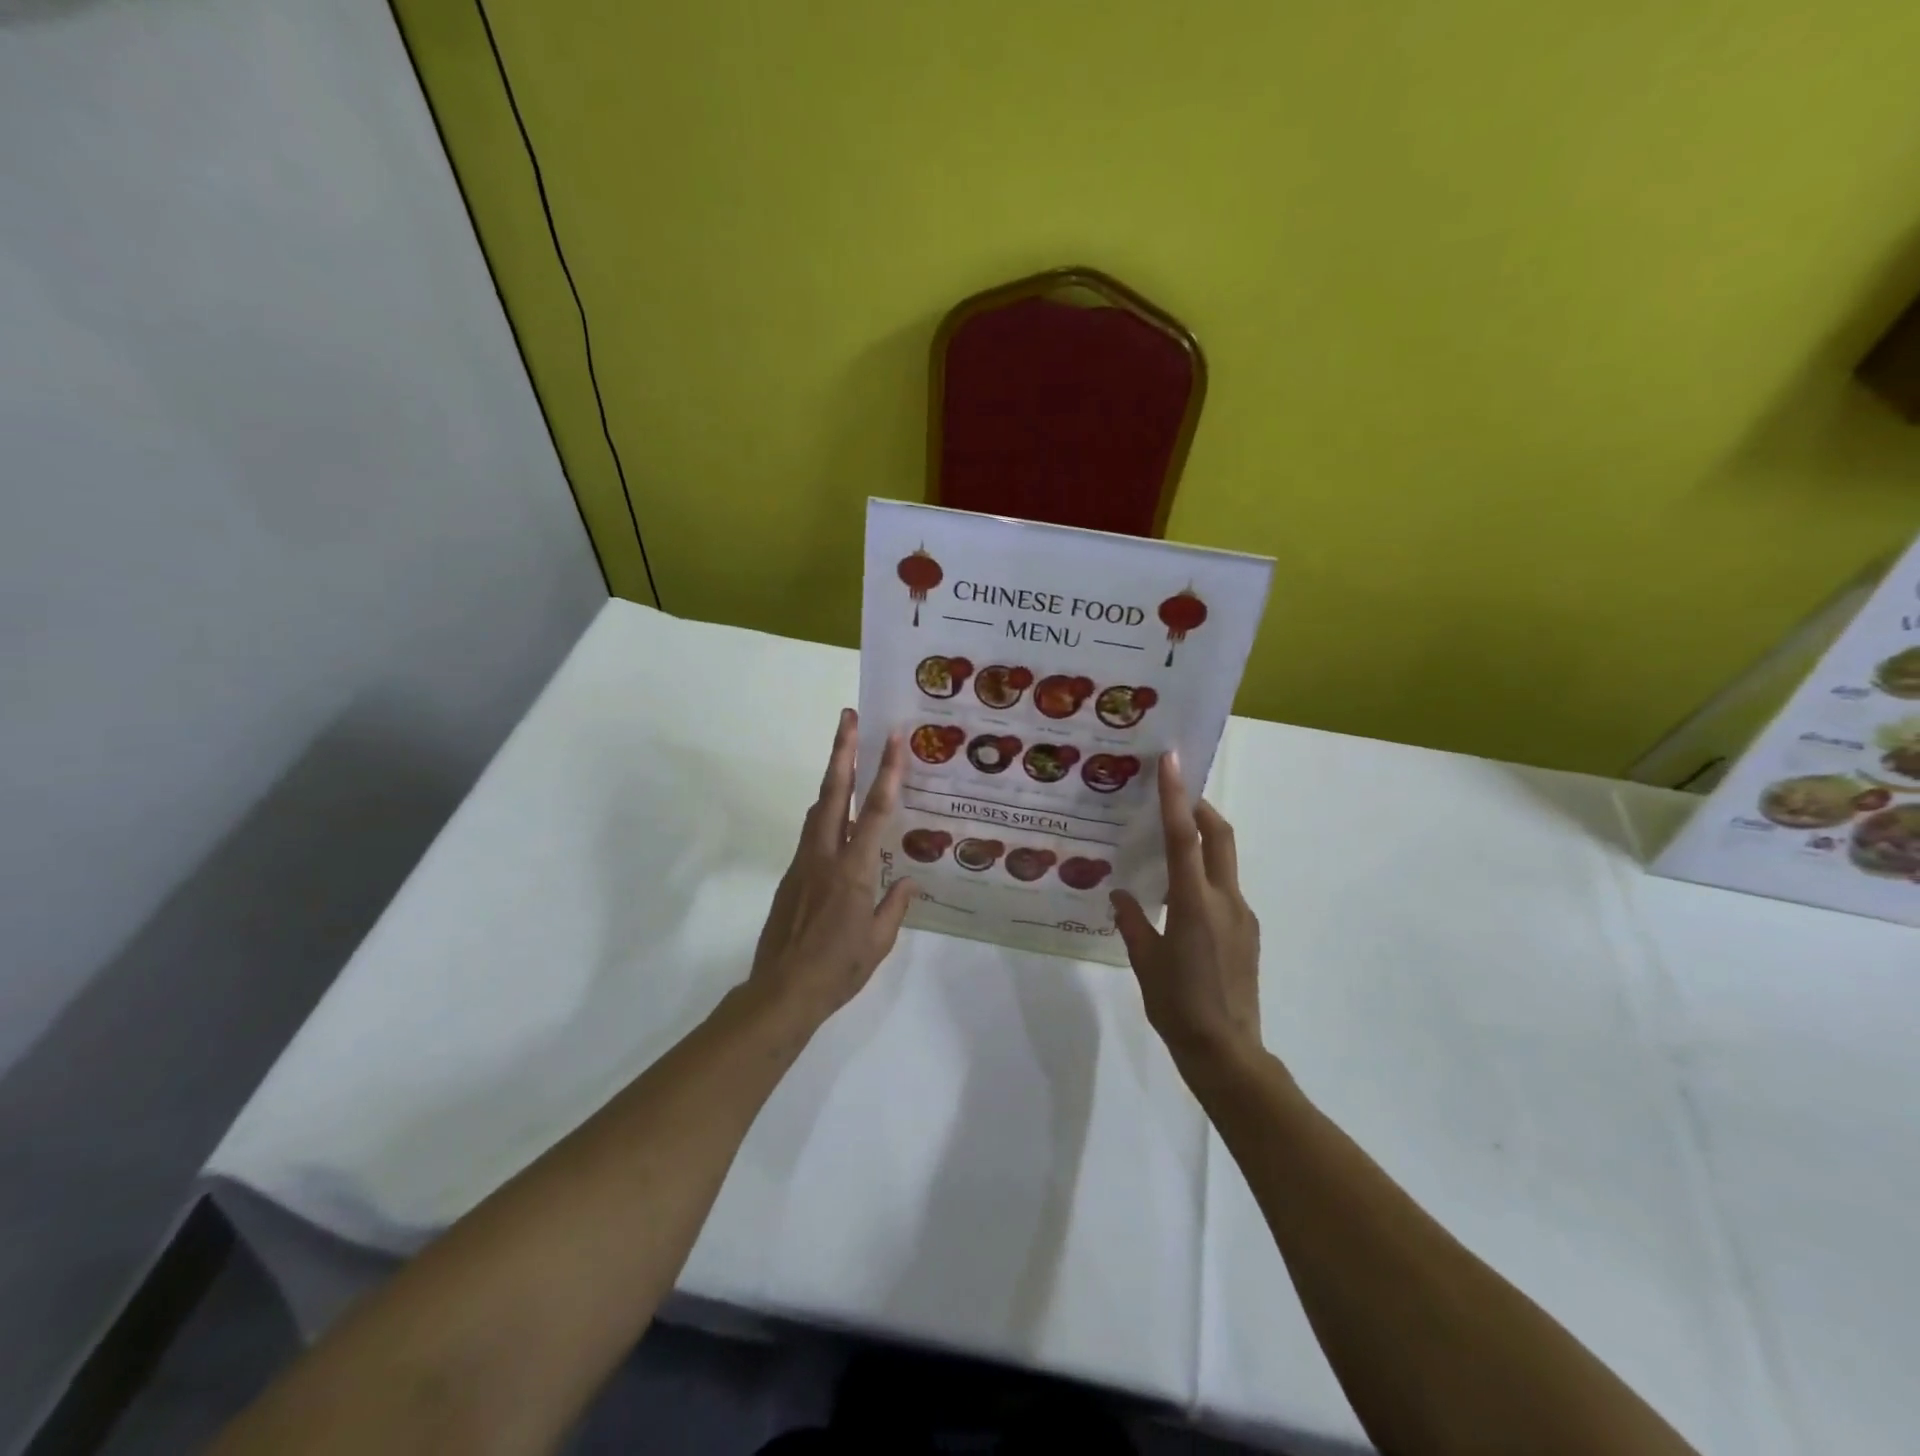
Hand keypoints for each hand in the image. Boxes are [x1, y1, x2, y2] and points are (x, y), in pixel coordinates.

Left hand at [749, 709, 915, 1029]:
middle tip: (848, 717)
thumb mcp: (879, 942)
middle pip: (835, 792)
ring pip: (819, 808)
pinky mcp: (791, 874)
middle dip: (842, 751)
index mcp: (854, 870)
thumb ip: (895, 906)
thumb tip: (909, 881)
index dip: (887, 771)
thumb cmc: (838, 969)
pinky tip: (839, 815)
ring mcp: (804, 862)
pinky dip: (827, 811)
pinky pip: (813, 832)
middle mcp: (826, 855)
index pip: (876, 811)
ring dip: (833, 776)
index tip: (893, 738)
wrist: (782, 991)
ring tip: (845, 752)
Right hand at [1112, 751, 1261, 1069]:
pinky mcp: (1247, 932)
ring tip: (1168, 847)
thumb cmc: (1178, 1007)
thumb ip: (1133, 922)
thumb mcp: (1145, 962)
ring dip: (1202, 841)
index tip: (1172, 760)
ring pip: (1224, 862)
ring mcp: (1242, 915)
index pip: (1184, 837)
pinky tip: (1179, 898)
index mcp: (1194, 904)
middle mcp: (1225, 900)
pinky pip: (1224, 889)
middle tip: (1174, 793)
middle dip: (1199, 807)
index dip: (1175, 796)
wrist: (1228, 1053)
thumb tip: (1121, 895)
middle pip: (1219, 835)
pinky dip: (1204, 876)